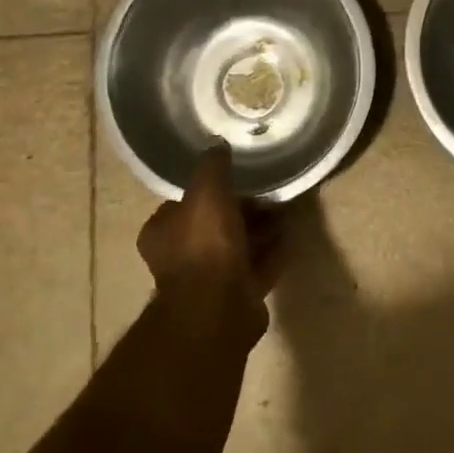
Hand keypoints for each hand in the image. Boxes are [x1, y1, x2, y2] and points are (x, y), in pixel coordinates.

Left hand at [138, 145, 284, 348]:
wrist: (218, 307)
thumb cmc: (205, 245)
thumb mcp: (206, 192)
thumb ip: (212, 167)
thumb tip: (217, 145)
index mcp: (162, 232)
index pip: (184, 203)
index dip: (209, 190)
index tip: (236, 178)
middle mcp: (181, 256)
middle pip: (214, 225)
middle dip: (241, 210)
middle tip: (268, 194)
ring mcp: (209, 279)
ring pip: (237, 247)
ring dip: (259, 231)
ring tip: (285, 212)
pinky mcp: (236, 295)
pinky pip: (257, 267)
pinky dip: (272, 252)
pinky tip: (291, 237)